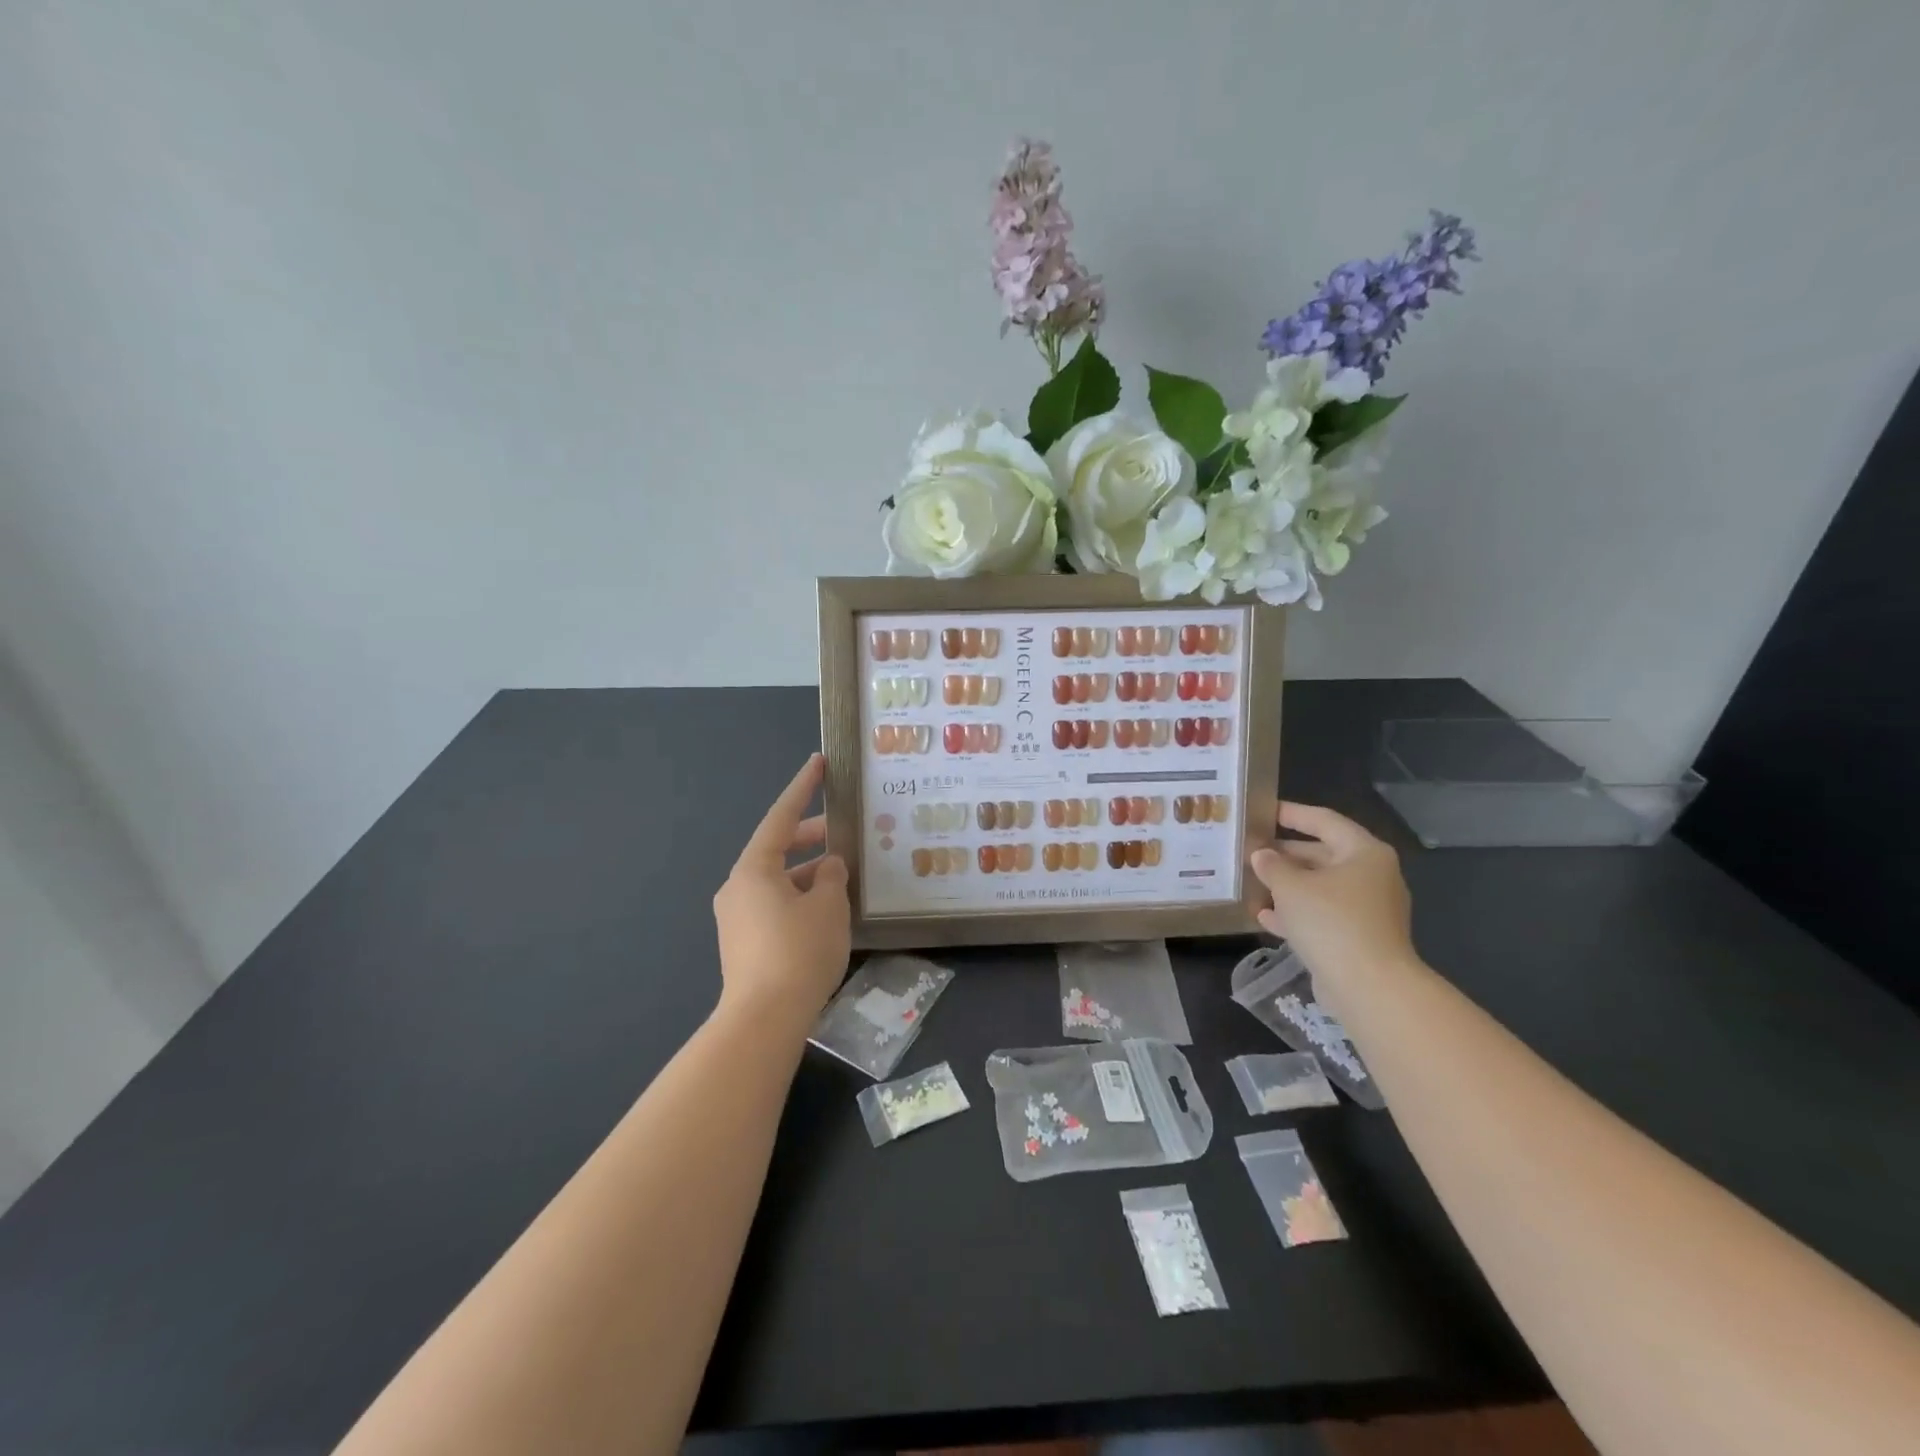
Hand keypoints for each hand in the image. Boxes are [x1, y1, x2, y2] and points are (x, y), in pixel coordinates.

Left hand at [713, 754, 850, 1029]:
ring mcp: (736, 917)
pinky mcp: (742, 942)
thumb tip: (827, 866)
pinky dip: (798, 897)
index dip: (803, 788)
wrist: (763, 1019)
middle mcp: (738, 887)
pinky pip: (773, 904)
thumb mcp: (828, 906)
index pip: (781, 816)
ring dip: (807, 873)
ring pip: (777, 880)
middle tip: (842, 831)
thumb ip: (832, 876)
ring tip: (842, 876)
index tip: (819, 764)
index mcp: (754, 869)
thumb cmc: (799, 951)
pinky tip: (825, 911)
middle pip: (777, 848)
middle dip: (810, 837)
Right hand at [1248, 802, 1414, 989]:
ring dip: (1287, 886)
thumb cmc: (1331, 921)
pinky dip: (1297, 914)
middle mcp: (1372, 876)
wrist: (1369, 986)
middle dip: (1285, 854)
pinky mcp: (1359, 938)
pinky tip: (1264, 917)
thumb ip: (1272, 865)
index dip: (1291, 813)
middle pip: (1322, 855)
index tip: (1262, 810)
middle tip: (1250, 850)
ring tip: (1252, 882)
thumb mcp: (1291, 887)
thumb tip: (1262, 854)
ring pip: (1321, 888)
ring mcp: (1368, 909)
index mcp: (1364, 852)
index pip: (1324, 820)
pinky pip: (1323, 916)